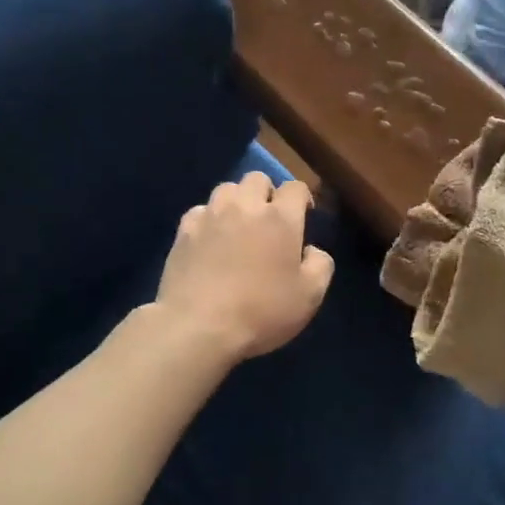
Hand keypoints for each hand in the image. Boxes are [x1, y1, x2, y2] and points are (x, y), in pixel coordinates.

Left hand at [154, 171, 334, 363]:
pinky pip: (200, 210)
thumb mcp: (310, 297)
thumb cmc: (261, 312)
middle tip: (268, 220)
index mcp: (280, 218)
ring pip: (227, 188)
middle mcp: (245, 205)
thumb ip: (320, 265)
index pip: (295, 187)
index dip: (302, 198)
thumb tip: (312, 249)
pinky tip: (210, 240)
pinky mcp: (184, 229)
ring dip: (237, 201)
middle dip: (267, 193)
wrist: (198, 326)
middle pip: (258, 179)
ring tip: (238, 225)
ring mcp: (211, 214)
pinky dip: (209, 219)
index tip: (304, 215)